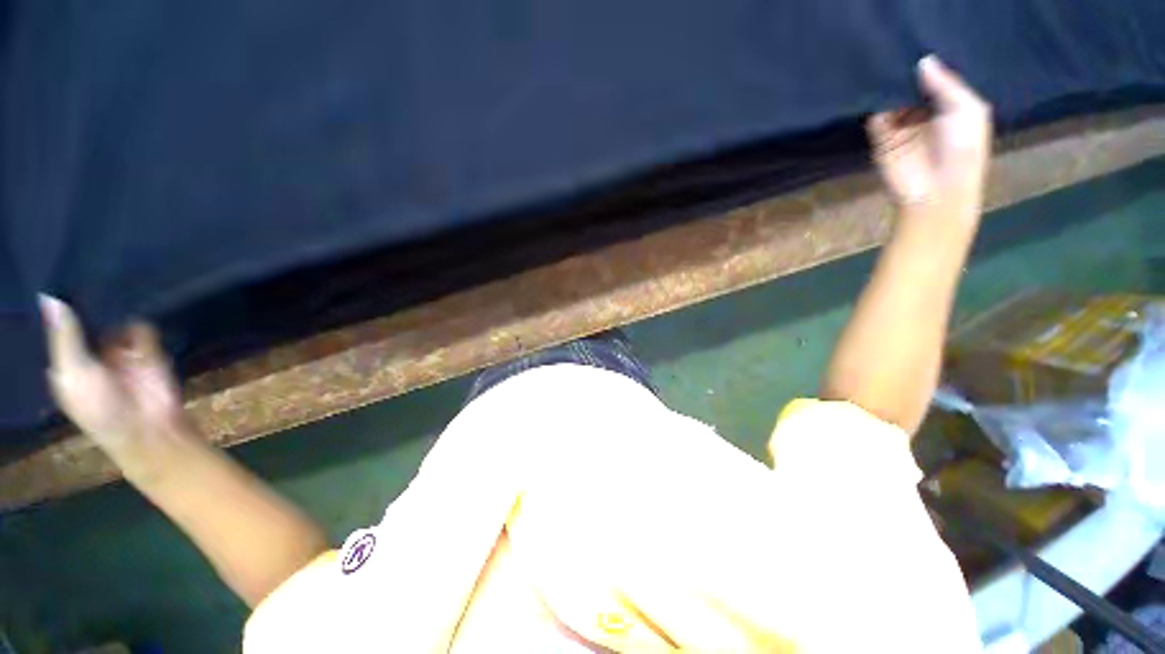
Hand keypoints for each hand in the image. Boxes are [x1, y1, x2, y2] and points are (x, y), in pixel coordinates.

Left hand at [40, 295, 192, 464]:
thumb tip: (49, 297)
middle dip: (85, 302)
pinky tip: (135, 301)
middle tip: (83, 275)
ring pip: (114, 320)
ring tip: (109, 281)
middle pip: (86, 321)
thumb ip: (65, 338)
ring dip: (113, 307)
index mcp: (67, 363)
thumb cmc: (100, 408)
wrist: (149, 427)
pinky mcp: (150, 350)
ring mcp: (122, 352)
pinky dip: (139, 316)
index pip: (58, 330)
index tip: (55, 282)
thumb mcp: (74, 374)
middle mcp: (91, 354)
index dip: (57, 310)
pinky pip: (142, 326)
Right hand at [867, 55, 992, 210]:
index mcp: (948, 107)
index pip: (934, 81)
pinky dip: (873, 104)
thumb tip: (923, 61)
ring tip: (883, 64)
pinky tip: (874, 88)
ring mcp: (899, 127)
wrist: (936, 192)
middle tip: (897, 51)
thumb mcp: (968, 110)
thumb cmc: (963, 150)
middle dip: (904, 74)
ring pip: (891, 99)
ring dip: (888, 86)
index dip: (927, 67)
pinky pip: (874, 117)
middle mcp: (923, 114)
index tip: (917, 46)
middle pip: (910, 87)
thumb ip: (947, 85)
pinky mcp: (879, 139)